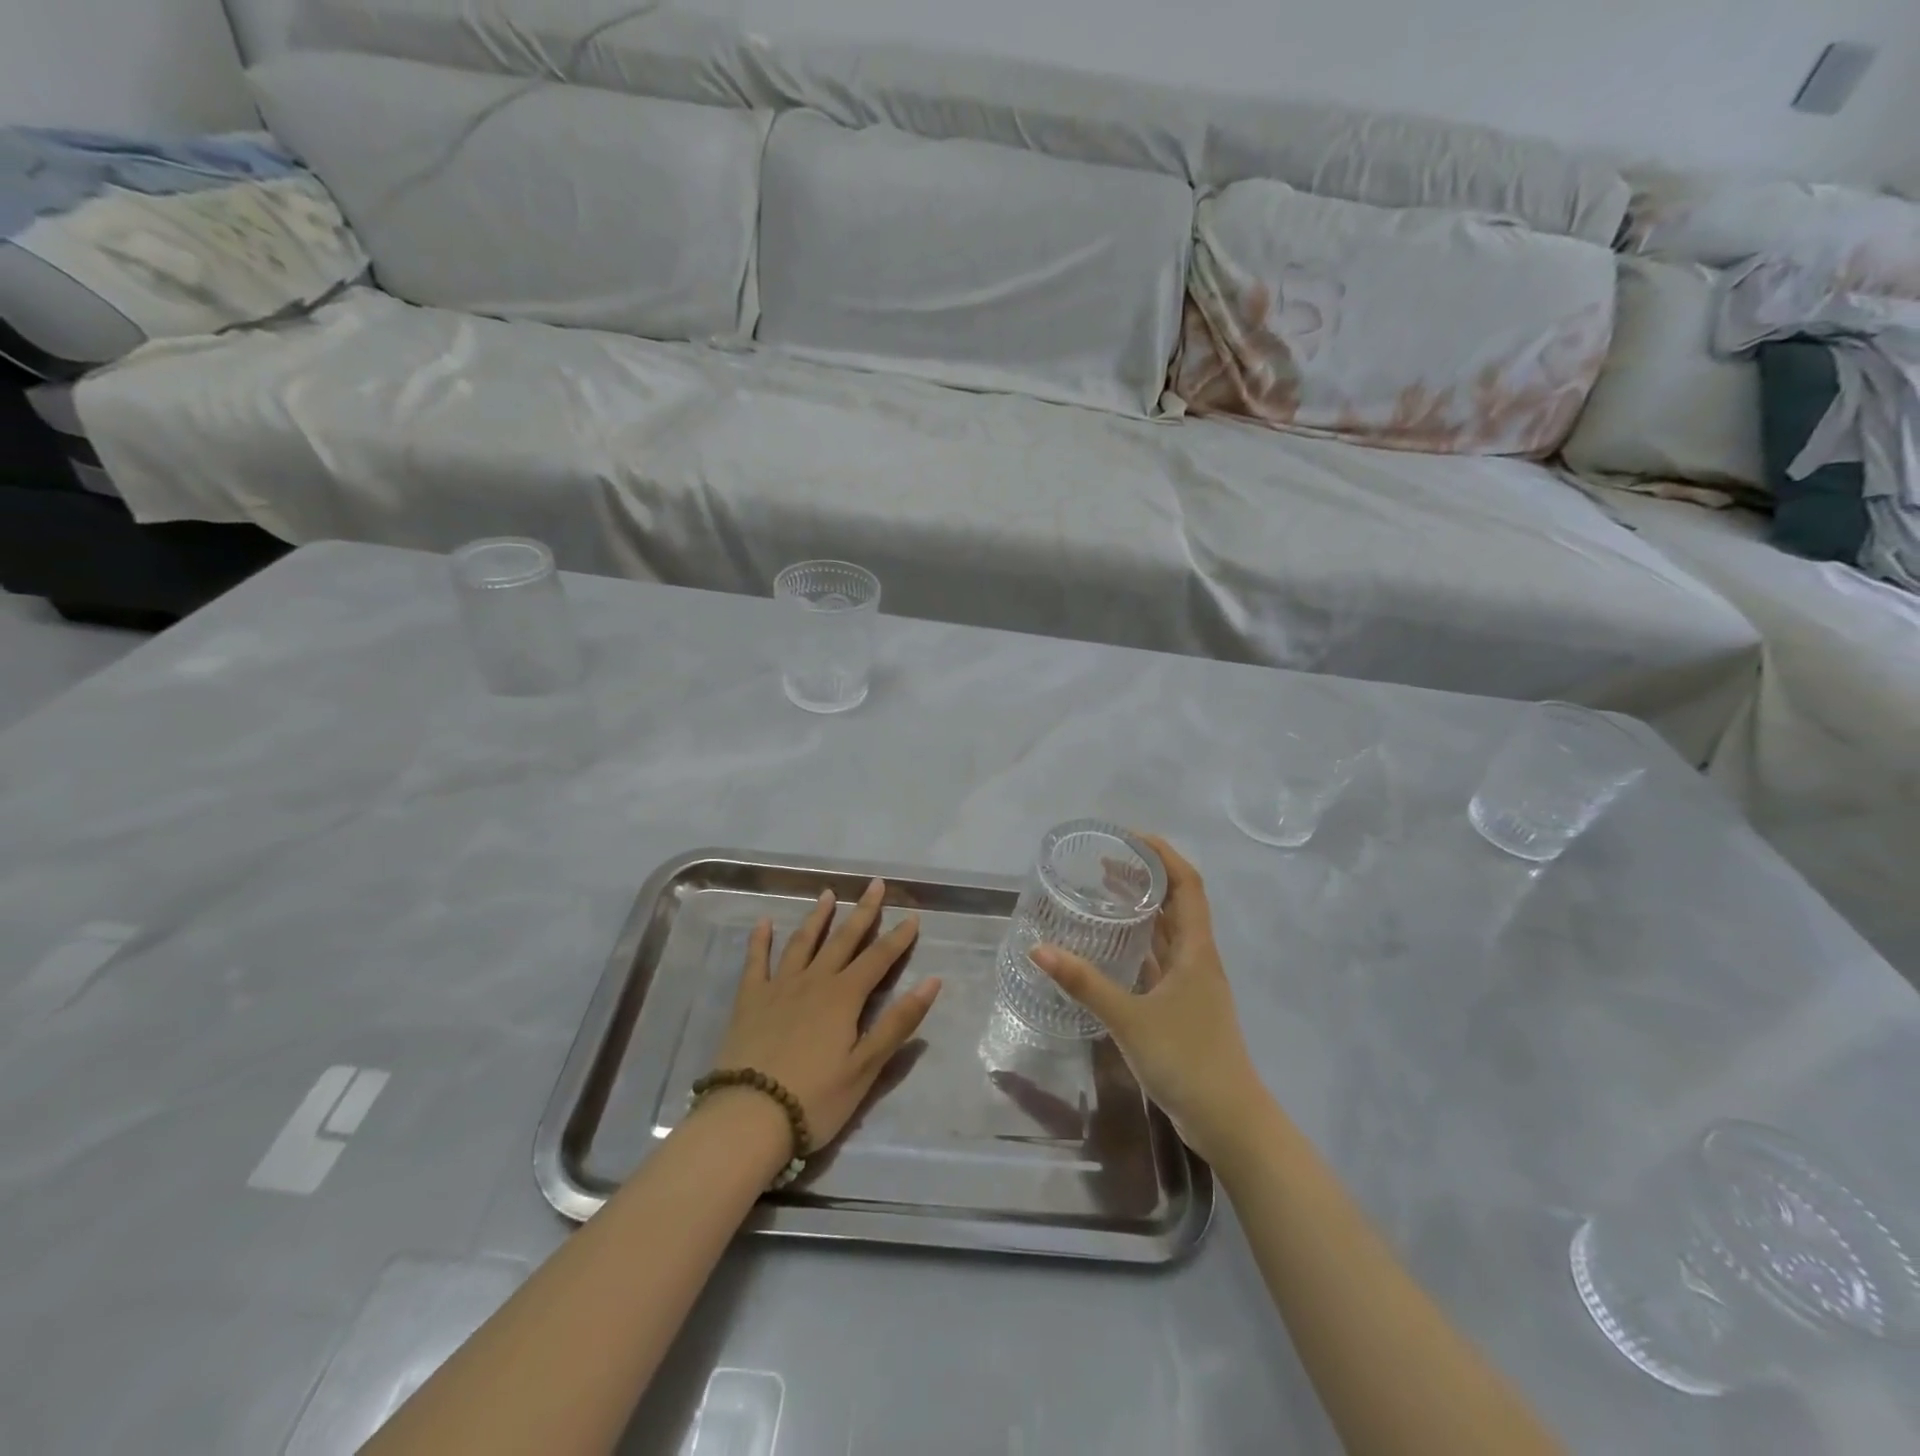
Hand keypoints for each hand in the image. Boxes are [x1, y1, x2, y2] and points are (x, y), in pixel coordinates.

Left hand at [710, 878, 941, 1150]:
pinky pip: (756, 962)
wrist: (749, 1116)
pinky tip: (764, 922)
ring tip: (828, 894)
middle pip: (843, 939)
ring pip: (803, 942)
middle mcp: (814, 981)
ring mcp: (779, 987)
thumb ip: (898, 1022)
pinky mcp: (749, 1000)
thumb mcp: (866, 1067)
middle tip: (875, 884)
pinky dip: (760, 940)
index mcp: (844, 997)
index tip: (913, 916)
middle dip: (863, 911)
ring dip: (818, 917)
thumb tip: (932, 981)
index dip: (898, 938)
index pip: (878, 959)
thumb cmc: (816, 1098)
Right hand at [1031, 834, 1263, 1162]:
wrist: (1230, 1121)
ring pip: (1169, 933)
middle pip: (1177, 904)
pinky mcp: (1184, 1007)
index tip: (1130, 837)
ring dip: (1143, 910)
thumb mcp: (1129, 1019)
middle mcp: (1198, 959)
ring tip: (1105, 894)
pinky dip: (1140, 945)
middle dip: (1146, 878)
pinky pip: (1161, 961)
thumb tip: (1039, 950)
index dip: (1163, 855)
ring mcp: (1193, 985)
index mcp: (1196, 950)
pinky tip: (1113, 949)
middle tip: (1104, 863)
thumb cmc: (1187, 1060)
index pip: (1187, 885)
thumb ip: (1084, 984)